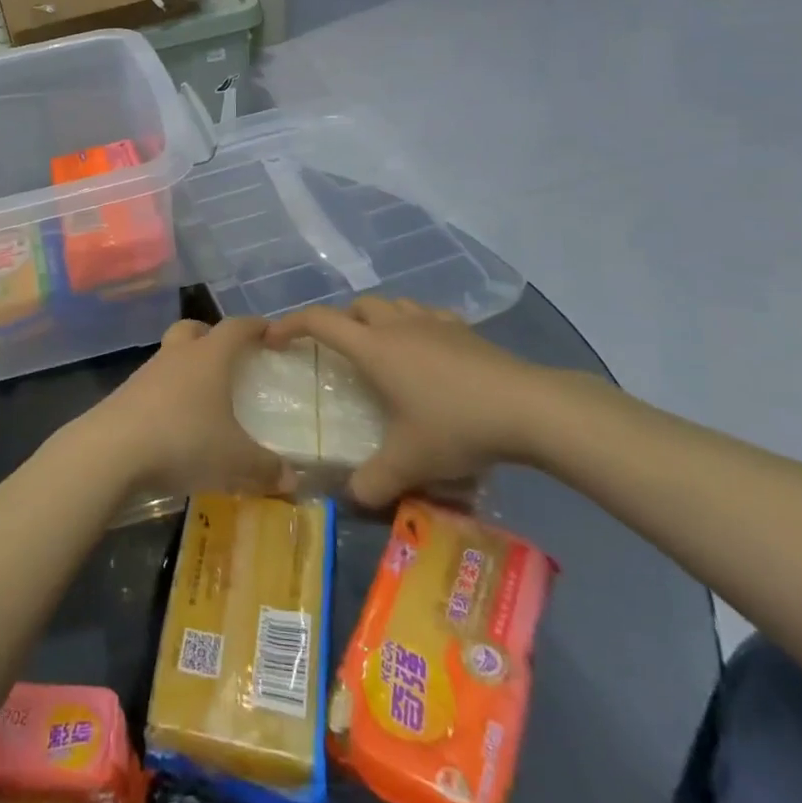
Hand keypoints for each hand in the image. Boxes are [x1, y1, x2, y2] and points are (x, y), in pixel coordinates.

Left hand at [78, 318, 292, 498]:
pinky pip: (153, 385)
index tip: (271, 334)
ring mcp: (146, 373)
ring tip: (203, 398)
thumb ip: (266, 468)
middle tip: (228, 358)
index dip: (255, 327)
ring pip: (171, 356)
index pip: (237, 327)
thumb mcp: (234, 460)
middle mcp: (178, 355)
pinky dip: (167, 395)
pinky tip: (175, 424)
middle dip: (211, 336)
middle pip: (194, 329)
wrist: (111, 450)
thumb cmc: (183, 440)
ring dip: (186, 367)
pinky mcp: (125, 394)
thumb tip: (292, 479)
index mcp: (209, 357)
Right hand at [266, 295, 560, 507]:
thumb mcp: (410, 462)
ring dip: (378, 319)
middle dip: (340, 322)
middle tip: (337, 352)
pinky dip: (415, 325)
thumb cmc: (456, 425)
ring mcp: (433, 322)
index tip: (273, 338)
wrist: (527, 407)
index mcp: (374, 348)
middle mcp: (397, 325)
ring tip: (381, 349)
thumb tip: (350, 497)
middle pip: (357, 306)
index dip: (290, 325)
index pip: (320, 321)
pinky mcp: (464, 330)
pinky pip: (428, 315)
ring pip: (393, 305)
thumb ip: (373, 482)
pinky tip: (427, 350)